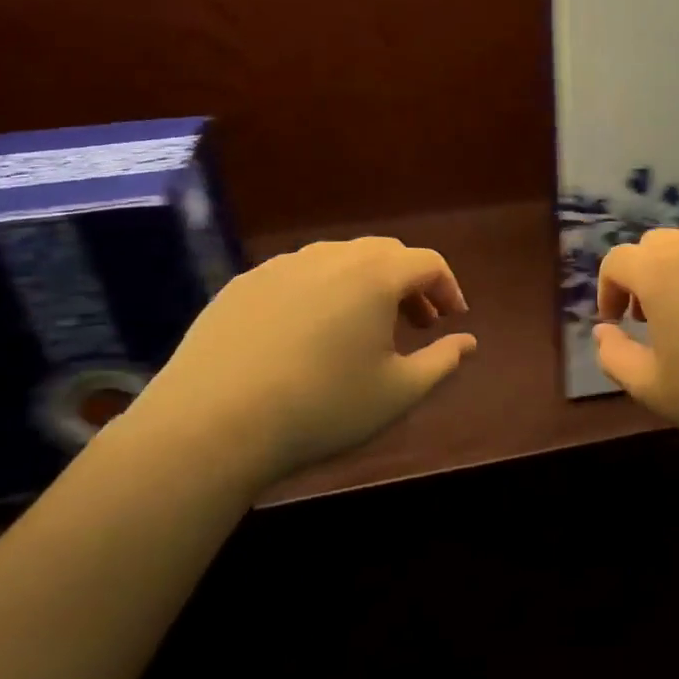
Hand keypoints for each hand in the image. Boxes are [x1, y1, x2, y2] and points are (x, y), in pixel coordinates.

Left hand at [136, 237, 475, 485]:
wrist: (210, 425)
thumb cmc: (322, 407)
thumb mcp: (398, 393)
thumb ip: (442, 362)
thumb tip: (469, 341)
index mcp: (375, 276)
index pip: (428, 262)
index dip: (448, 287)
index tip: (453, 319)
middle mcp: (331, 257)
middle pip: (385, 253)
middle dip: (409, 283)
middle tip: (417, 322)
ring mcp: (281, 267)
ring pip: (339, 259)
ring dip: (365, 283)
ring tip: (364, 326)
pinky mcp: (242, 285)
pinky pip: (297, 274)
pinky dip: (320, 291)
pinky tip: (309, 332)